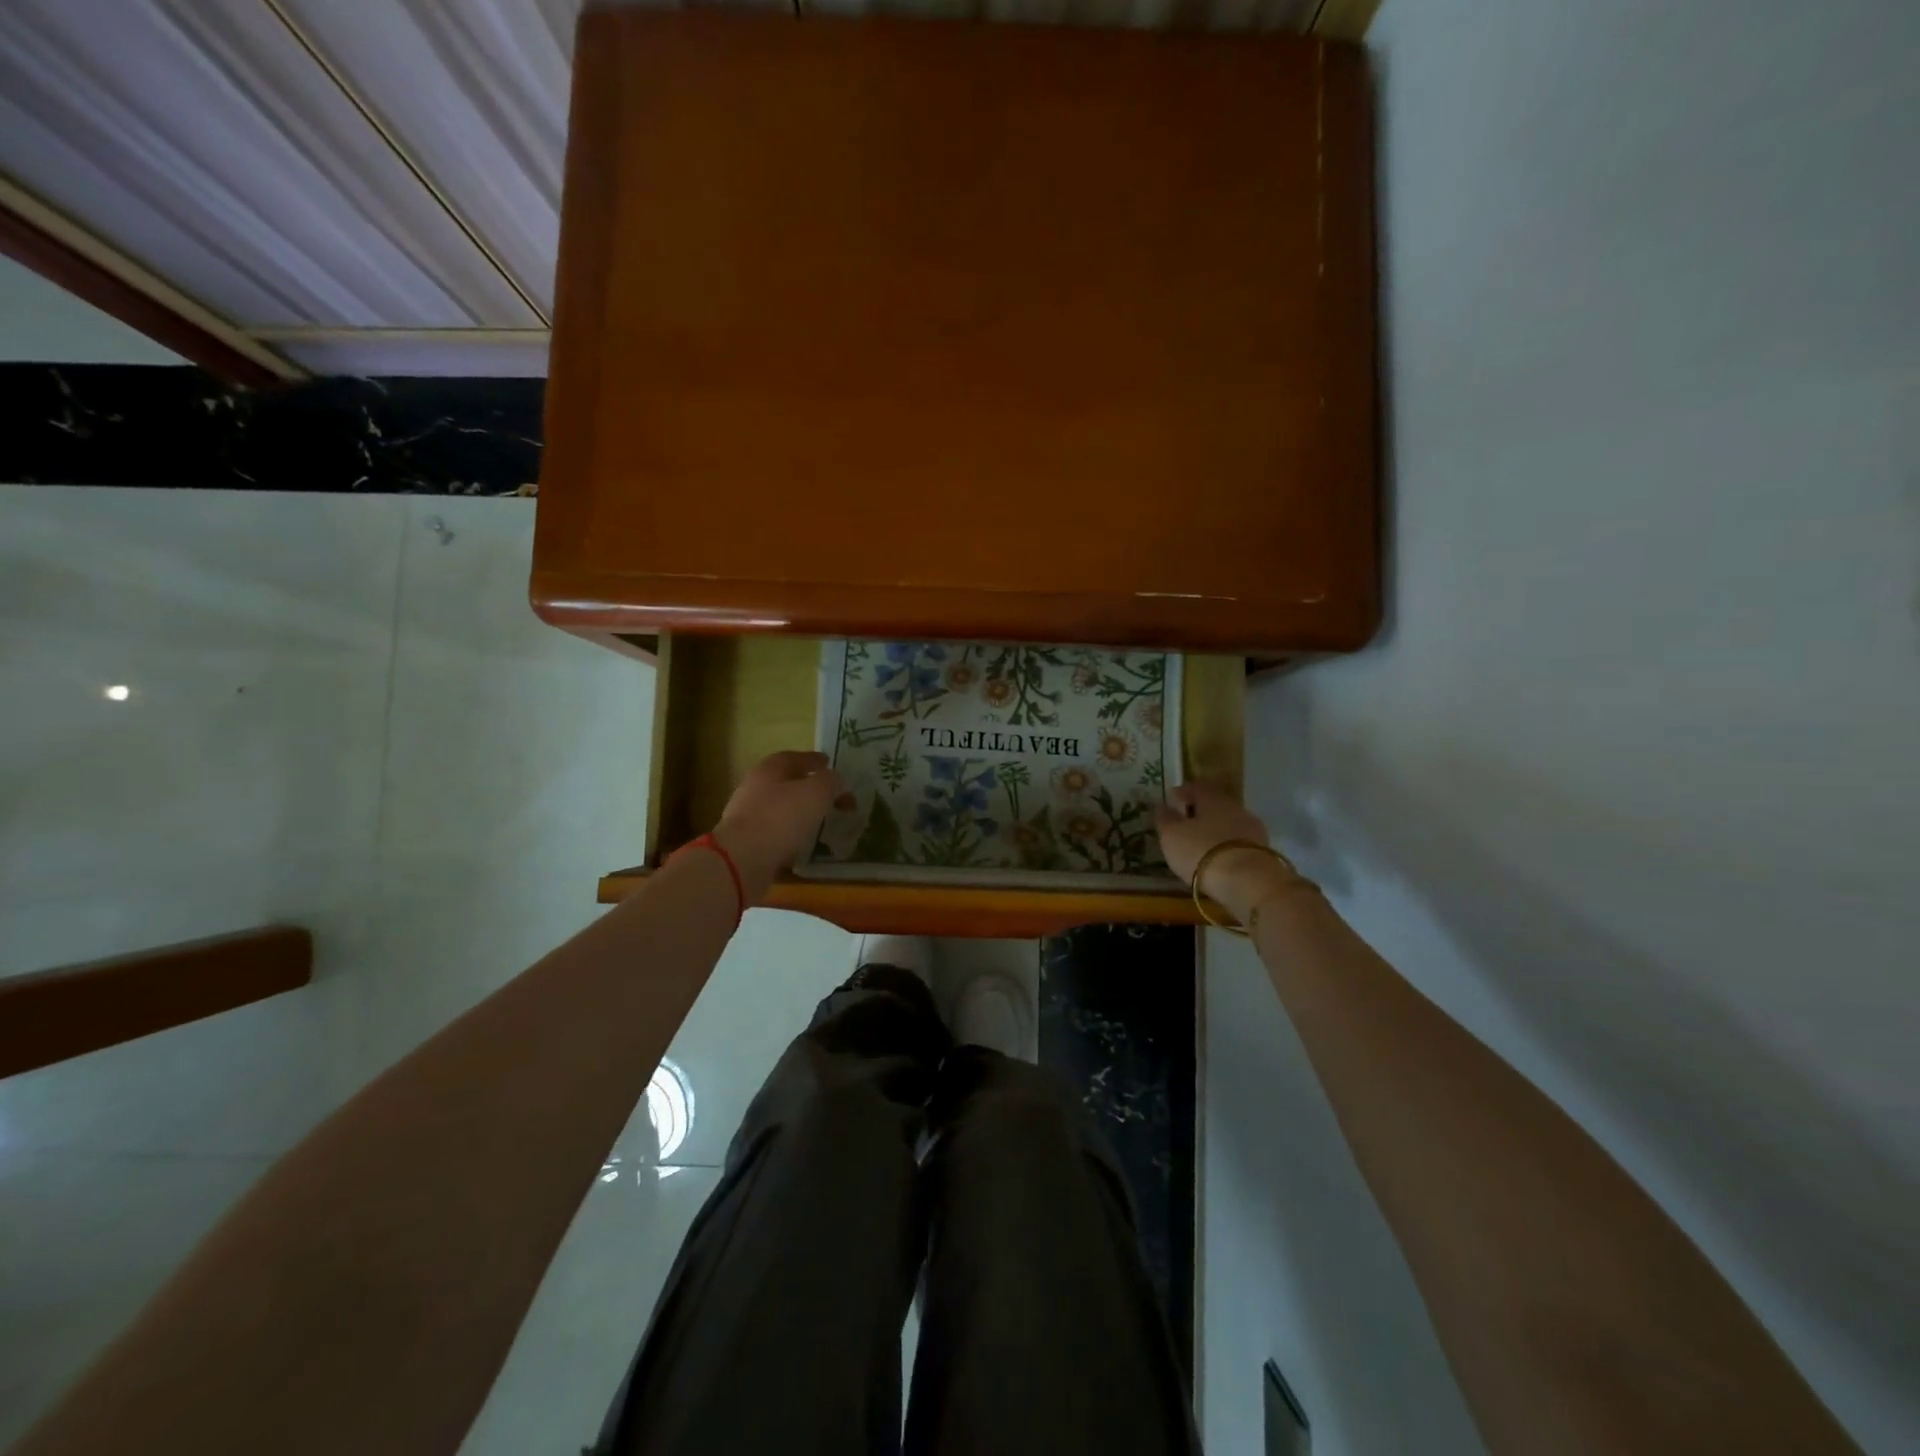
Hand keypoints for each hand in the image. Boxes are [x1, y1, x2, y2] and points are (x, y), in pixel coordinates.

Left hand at [712, 750, 845, 896]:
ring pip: (780, 813)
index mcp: (768, 771)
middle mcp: (754, 791)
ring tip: (823, 825)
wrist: (741, 861)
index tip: (829, 763)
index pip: (792, 758)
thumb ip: (829, 781)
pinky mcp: (747, 847)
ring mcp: (747, 821)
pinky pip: (776, 839)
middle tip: (832, 798)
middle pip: (785, 785)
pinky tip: (807, 851)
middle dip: (809, 790)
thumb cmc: (780, 818)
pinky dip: (792, 842)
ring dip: (801, 817)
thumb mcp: (816, 793)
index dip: (812, 759)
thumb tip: (834, 779)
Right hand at [1156, 783, 1300, 922]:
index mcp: (1213, 798)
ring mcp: (1253, 830)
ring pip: (1230, 824)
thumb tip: (1163, 806)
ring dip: (1216, 831)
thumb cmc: (1202, 851)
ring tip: (1202, 845)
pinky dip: (1227, 848)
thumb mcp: (1172, 835)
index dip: (1184, 791)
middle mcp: (1236, 808)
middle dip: (1202, 811)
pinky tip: (1218, 859)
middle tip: (1186, 822)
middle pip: (1217, 804)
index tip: (1174, 798)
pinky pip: (1239, 843)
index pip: (1198, 786)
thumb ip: (1166, 819)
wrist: (1248, 882)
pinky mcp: (1264, 853)